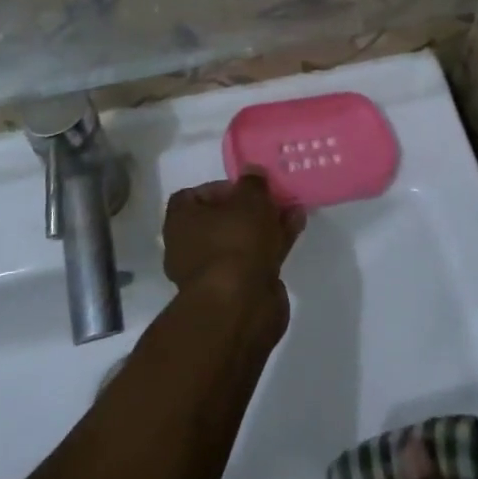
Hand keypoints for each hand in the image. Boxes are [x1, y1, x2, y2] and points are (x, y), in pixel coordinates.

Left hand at [163, 173, 303, 295]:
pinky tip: (296, 227)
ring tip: (294, 208)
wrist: (240, 306)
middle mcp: (190, 245)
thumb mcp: (249, 200)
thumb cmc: (235, 242)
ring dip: (267, 224)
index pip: (195, 195)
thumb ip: (253, 183)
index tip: (247, 186)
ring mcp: (214, 270)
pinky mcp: (237, 289)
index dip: (222, 187)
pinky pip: (256, 257)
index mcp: (181, 221)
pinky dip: (273, 243)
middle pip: (223, 218)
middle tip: (275, 195)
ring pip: (242, 239)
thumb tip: (252, 172)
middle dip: (251, 207)